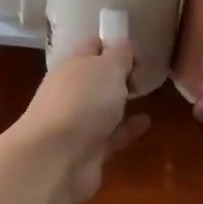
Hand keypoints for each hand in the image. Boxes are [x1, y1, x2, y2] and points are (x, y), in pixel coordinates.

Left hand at [14, 37, 150, 203]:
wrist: (56, 159)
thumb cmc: (82, 101)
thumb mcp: (108, 67)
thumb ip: (121, 55)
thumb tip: (125, 49)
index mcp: (72, 65)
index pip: (92, 46)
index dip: (113, 44)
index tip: (137, 53)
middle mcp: (71, 91)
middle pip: (96, 77)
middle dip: (117, 74)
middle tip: (142, 75)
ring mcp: (78, 122)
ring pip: (102, 107)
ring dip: (121, 101)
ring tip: (146, 95)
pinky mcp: (88, 150)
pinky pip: (112, 134)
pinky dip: (128, 128)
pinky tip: (146, 122)